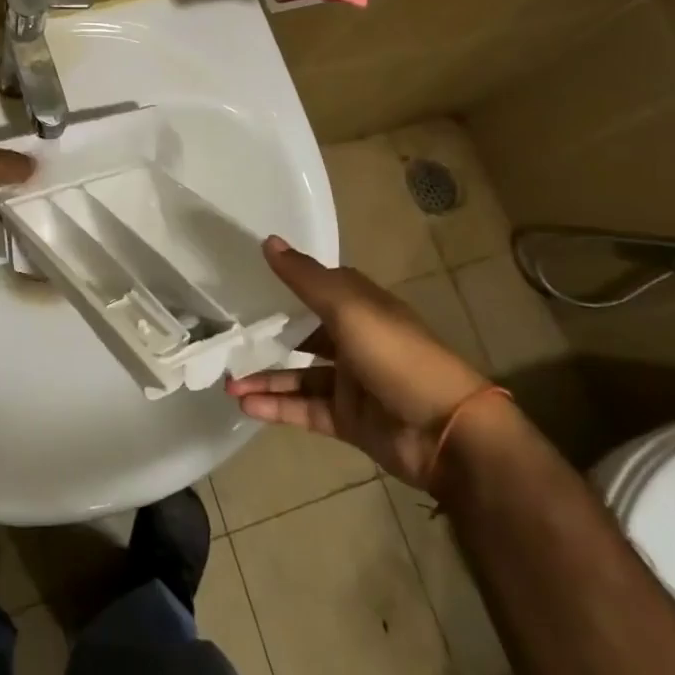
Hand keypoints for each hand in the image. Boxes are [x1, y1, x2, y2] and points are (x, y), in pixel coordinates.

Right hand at [226, 237, 493, 488]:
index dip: (288, 285)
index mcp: (363, 308)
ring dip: (265, 378)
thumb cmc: (397, 356)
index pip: (320, 288)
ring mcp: (352, 383)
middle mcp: (356, 341)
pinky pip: (304, 410)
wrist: (446, 433)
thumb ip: (305, 278)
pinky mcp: (348, 420)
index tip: (248, 283)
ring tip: (228, 383)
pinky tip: (246, 405)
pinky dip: (276, 407)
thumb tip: (267, 241)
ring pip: (298, 376)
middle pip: (304, 335)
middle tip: (229, 340)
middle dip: (268, 338)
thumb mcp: (349, 309)